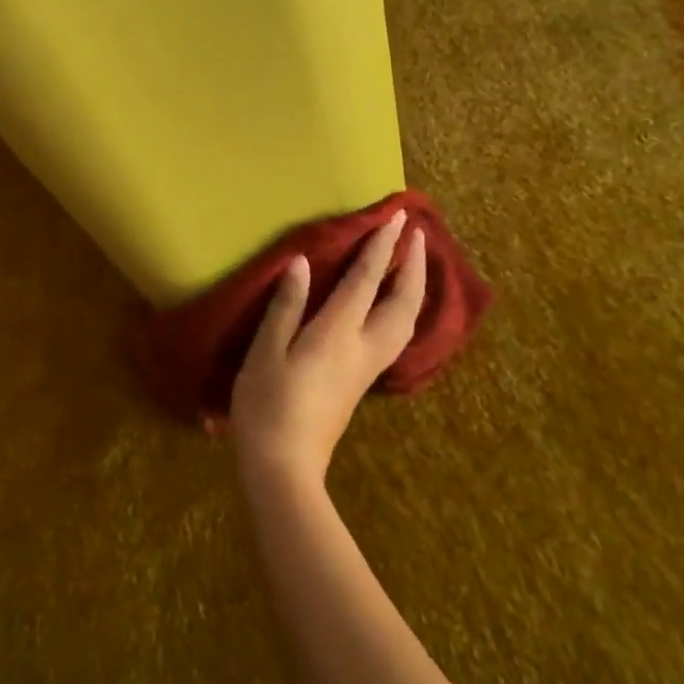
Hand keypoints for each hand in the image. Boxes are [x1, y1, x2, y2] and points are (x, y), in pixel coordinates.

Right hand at [231, 212, 426, 494]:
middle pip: (402, 302)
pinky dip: (404, 308)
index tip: (396, 218)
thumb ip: (287, 306)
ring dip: (414, 287)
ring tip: (413, 263)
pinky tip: (395, 305)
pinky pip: (397, 334)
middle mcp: (363, 347)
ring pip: (405, 321)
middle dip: (413, 265)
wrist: (285, 465)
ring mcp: (368, 367)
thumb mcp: (266, 351)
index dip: (381, 247)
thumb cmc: (267, 404)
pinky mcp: (363, 381)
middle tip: (417, 234)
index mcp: (337, 334)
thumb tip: (303, 263)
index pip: (366, 281)